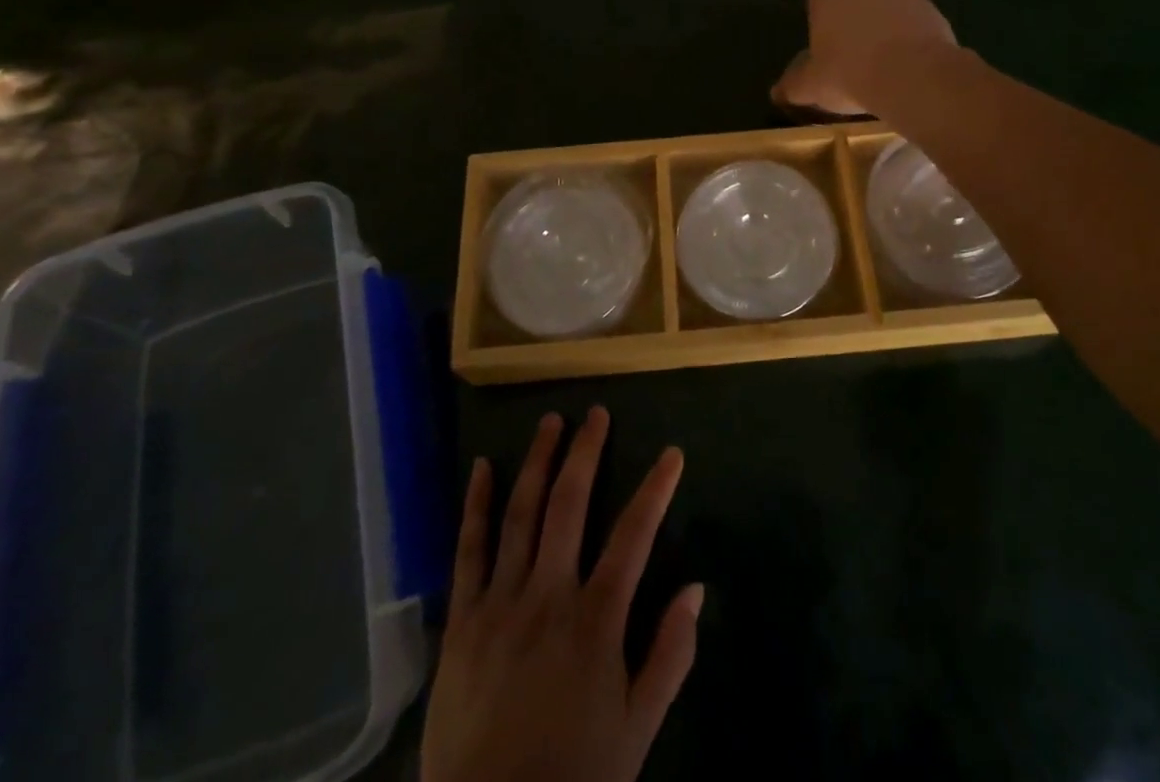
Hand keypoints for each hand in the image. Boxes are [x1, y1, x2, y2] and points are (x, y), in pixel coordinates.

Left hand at [422, 407, 701, 781]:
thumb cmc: (573, 774)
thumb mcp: (637, 730)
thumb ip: (669, 656)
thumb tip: (696, 588)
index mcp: (596, 620)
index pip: (634, 535)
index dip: (656, 489)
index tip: (671, 452)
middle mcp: (549, 595)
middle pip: (570, 505)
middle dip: (586, 452)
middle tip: (596, 413)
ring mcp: (501, 603)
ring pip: (521, 514)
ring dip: (538, 462)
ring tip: (550, 421)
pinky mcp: (462, 620)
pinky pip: (469, 551)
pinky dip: (475, 505)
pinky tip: (481, 467)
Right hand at [772, 0, 956, 115]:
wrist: (913, 75)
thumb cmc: (850, 75)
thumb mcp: (811, 87)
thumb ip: (792, 85)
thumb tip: (776, 92)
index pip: (817, 4)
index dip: (821, 28)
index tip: (827, 56)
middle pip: (853, 4)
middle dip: (853, 27)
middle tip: (855, 63)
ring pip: (886, 11)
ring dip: (884, 31)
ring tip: (886, 68)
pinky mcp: (930, 8)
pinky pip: (913, 22)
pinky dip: (911, 38)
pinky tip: (911, 66)